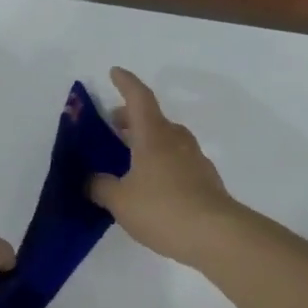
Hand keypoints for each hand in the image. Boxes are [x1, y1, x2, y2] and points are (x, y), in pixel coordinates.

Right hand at [89, 67, 239, 266]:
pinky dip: (160, 162)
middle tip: (113, 126)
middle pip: (153, 118)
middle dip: (131, 118)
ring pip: (167, 140)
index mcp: (153, 136)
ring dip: (147, 141)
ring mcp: (194, 159)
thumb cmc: (163, 209)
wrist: (216, 235)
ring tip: (128, 158)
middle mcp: (176, 140)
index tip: (114, 72)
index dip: (125, 83)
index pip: (138, 98)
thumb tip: (91, 180)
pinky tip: (150, 185)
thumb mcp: (120, 201)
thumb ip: (100, 186)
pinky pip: (177, 161)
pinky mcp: (205, 180)